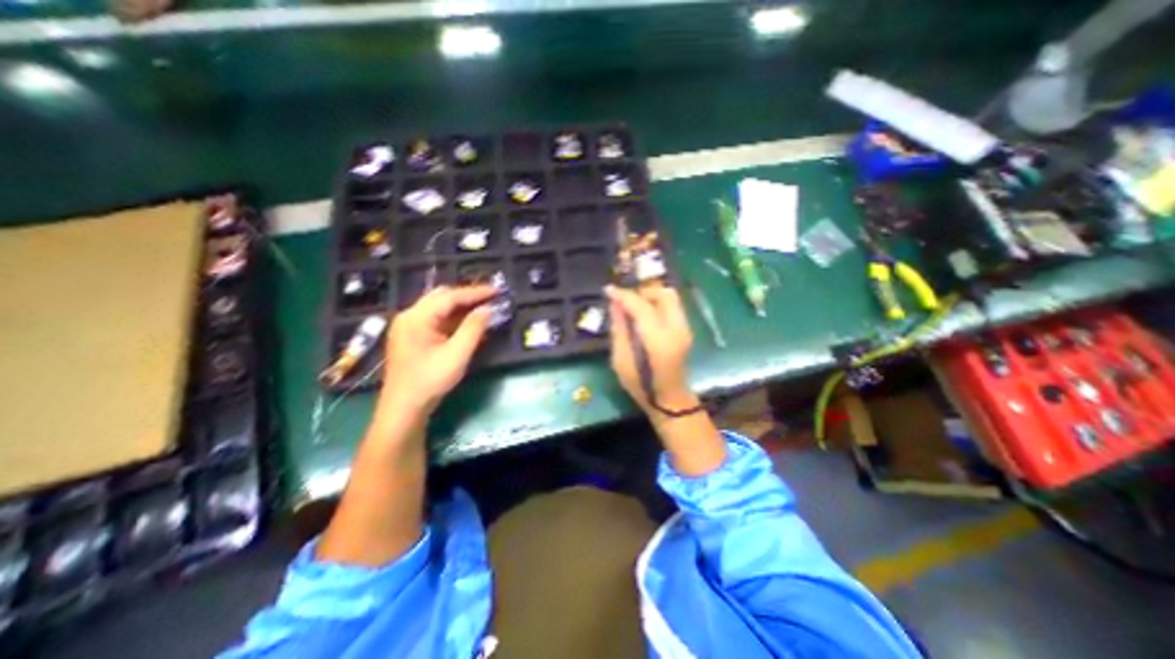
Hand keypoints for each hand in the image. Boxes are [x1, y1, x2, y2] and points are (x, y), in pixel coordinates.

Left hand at [379, 283, 491, 417]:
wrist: (404, 408)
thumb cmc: (430, 380)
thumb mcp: (457, 354)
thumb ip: (473, 328)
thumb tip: (487, 309)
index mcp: (416, 317)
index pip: (450, 297)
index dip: (475, 292)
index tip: (496, 291)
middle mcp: (410, 316)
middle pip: (442, 297)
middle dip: (467, 296)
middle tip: (490, 298)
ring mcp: (409, 326)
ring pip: (439, 308)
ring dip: (461, 307)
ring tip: (484, 308)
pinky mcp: (412, 337)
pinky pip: (436, 320)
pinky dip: (454, 318)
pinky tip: (469, 324)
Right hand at [605, 283, 694, 415]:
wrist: (669, 399)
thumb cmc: (641, 385)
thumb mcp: (621, 359)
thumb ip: (619, 329)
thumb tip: (614, 304)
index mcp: (658, 340)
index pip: (641, 306)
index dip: (623, 295)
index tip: (608, 289)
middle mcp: (676, 329)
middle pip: (663, 294)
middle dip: (642, 291)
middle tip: (625, 299)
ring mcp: (685, 328)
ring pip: (671, 296)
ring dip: (651, 295)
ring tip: (633, 305)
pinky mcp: (686, 330)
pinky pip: (672, 306)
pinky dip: (657, 302)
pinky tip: (644, 313)